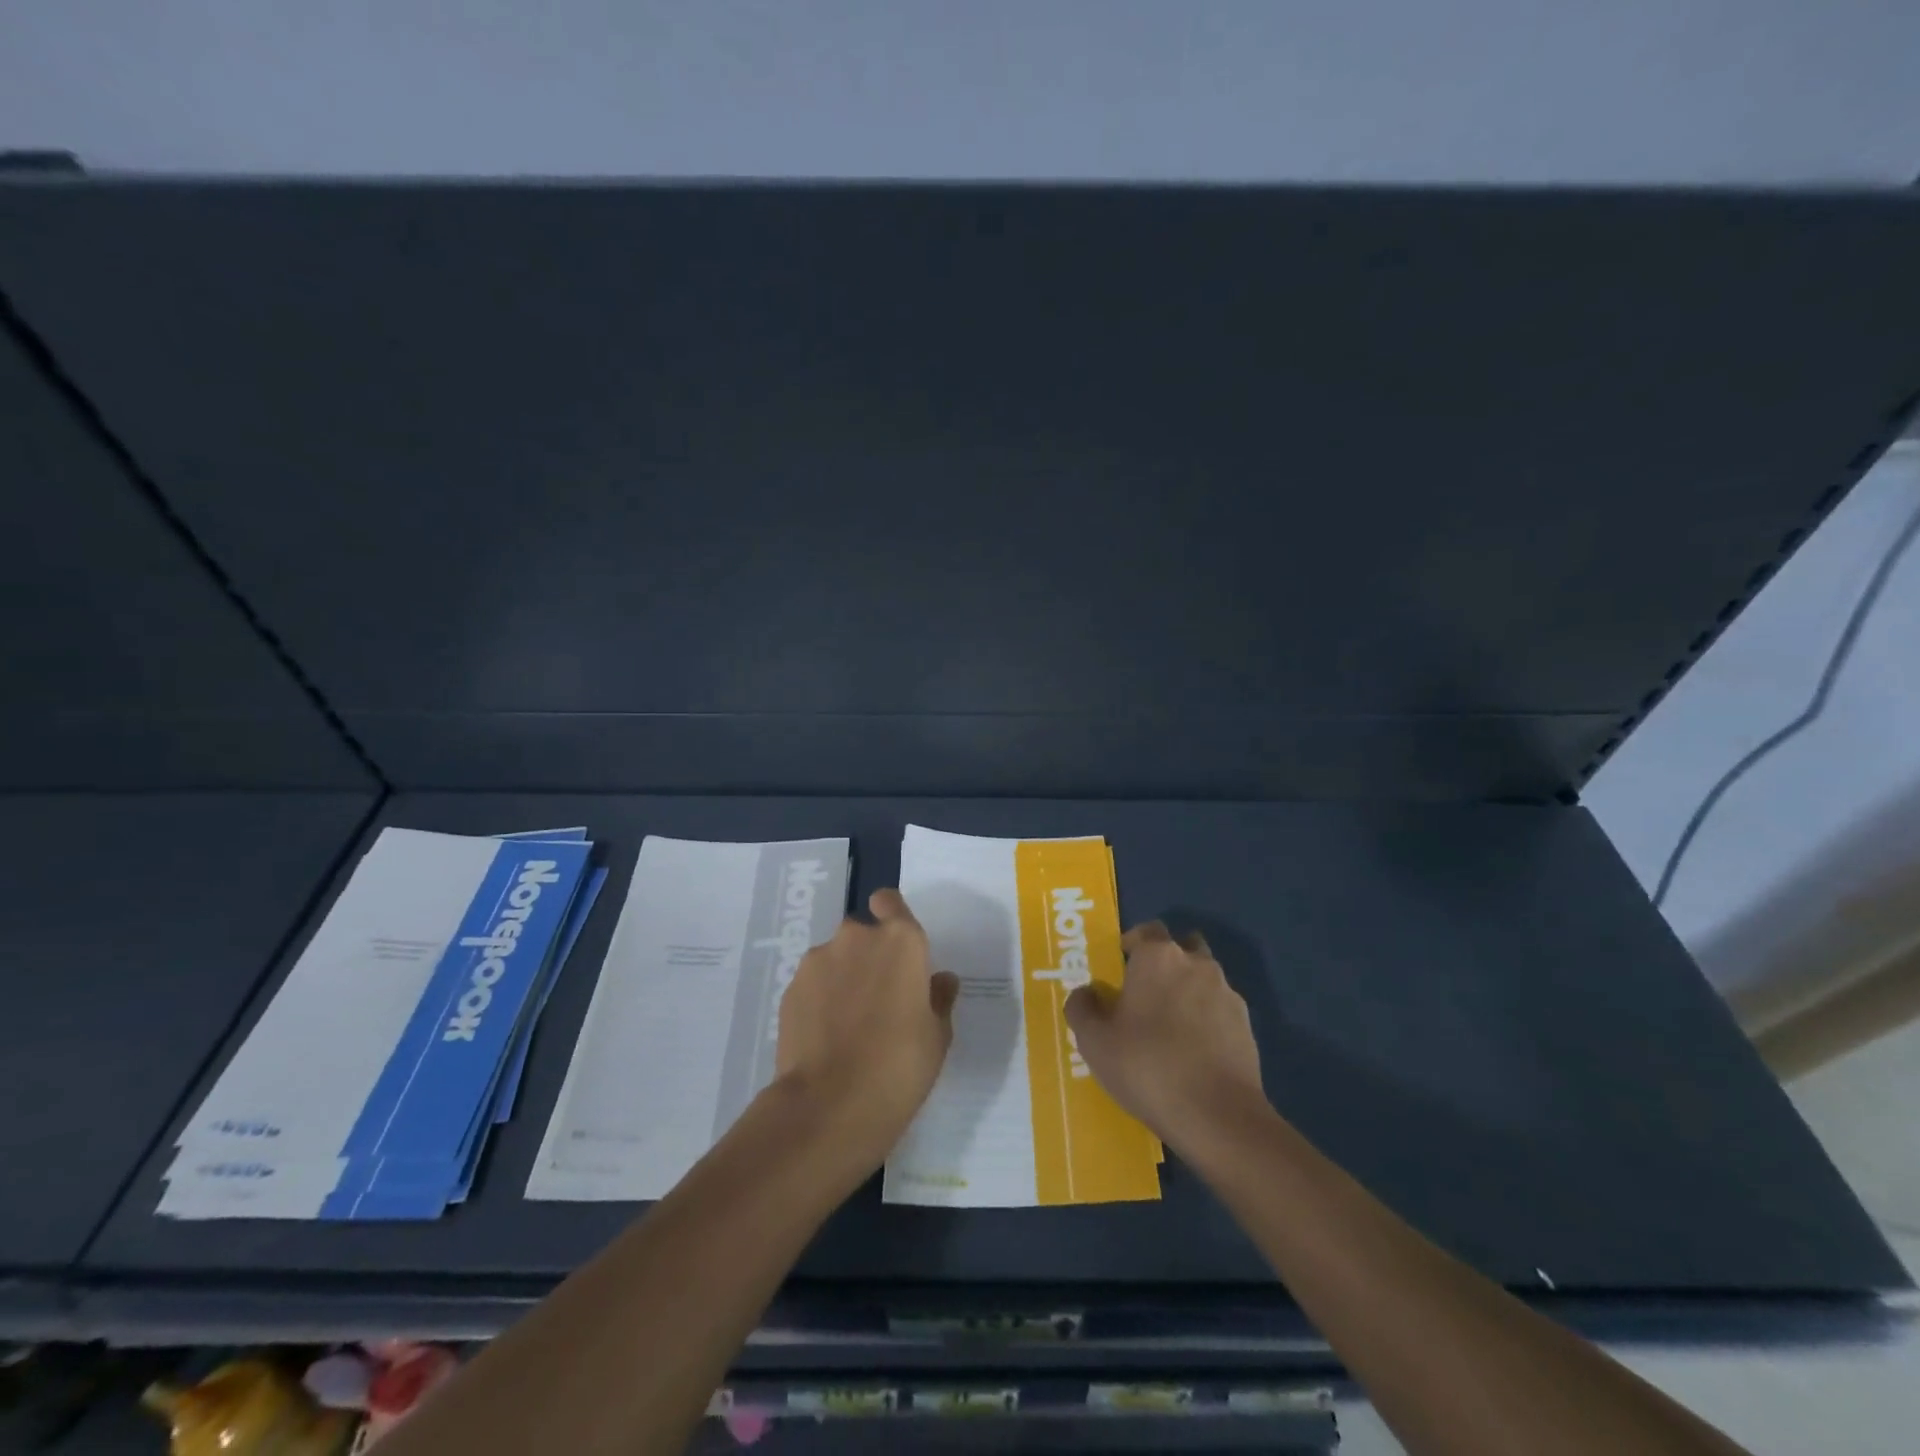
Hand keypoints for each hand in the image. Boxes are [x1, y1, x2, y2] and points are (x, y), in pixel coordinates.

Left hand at [773, 888, 959, 1172]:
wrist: (831, 1103)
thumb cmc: (900, 1065)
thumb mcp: (937, 1036)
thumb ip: (938, 998)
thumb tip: (940, 979)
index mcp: (901, 940)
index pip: (890, 901)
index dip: (891, 914)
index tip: (895, 944)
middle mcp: (857, 937)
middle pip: (862, 933)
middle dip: (867, 955)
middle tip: (877, 997)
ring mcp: (819, 960)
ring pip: (834, 957)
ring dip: (842, 976)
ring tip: (848, 1022)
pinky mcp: (791, 987)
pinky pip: (813, 982)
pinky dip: (819, 998)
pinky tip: (826, 1035)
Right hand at [1064, 921, 1264, 1152]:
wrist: (1217, 1115)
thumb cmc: (1146, 1066)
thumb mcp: (1094, 1041)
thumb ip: (1082, 1007)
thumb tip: (1086, 993)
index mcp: (1158, 957)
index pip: (1146, 930)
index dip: (1131, 945)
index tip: (1119, 970)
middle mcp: (1196, 963)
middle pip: (1180, 947)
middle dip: (1164, 963)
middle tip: (1145, 994)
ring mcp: (1227, 992)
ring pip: (1203, 978)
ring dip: (1188, 990)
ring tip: (1170, 1026)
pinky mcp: (1246, 1024)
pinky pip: (1219, 1009)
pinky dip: (1207, 1018)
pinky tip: (1194, 1051)